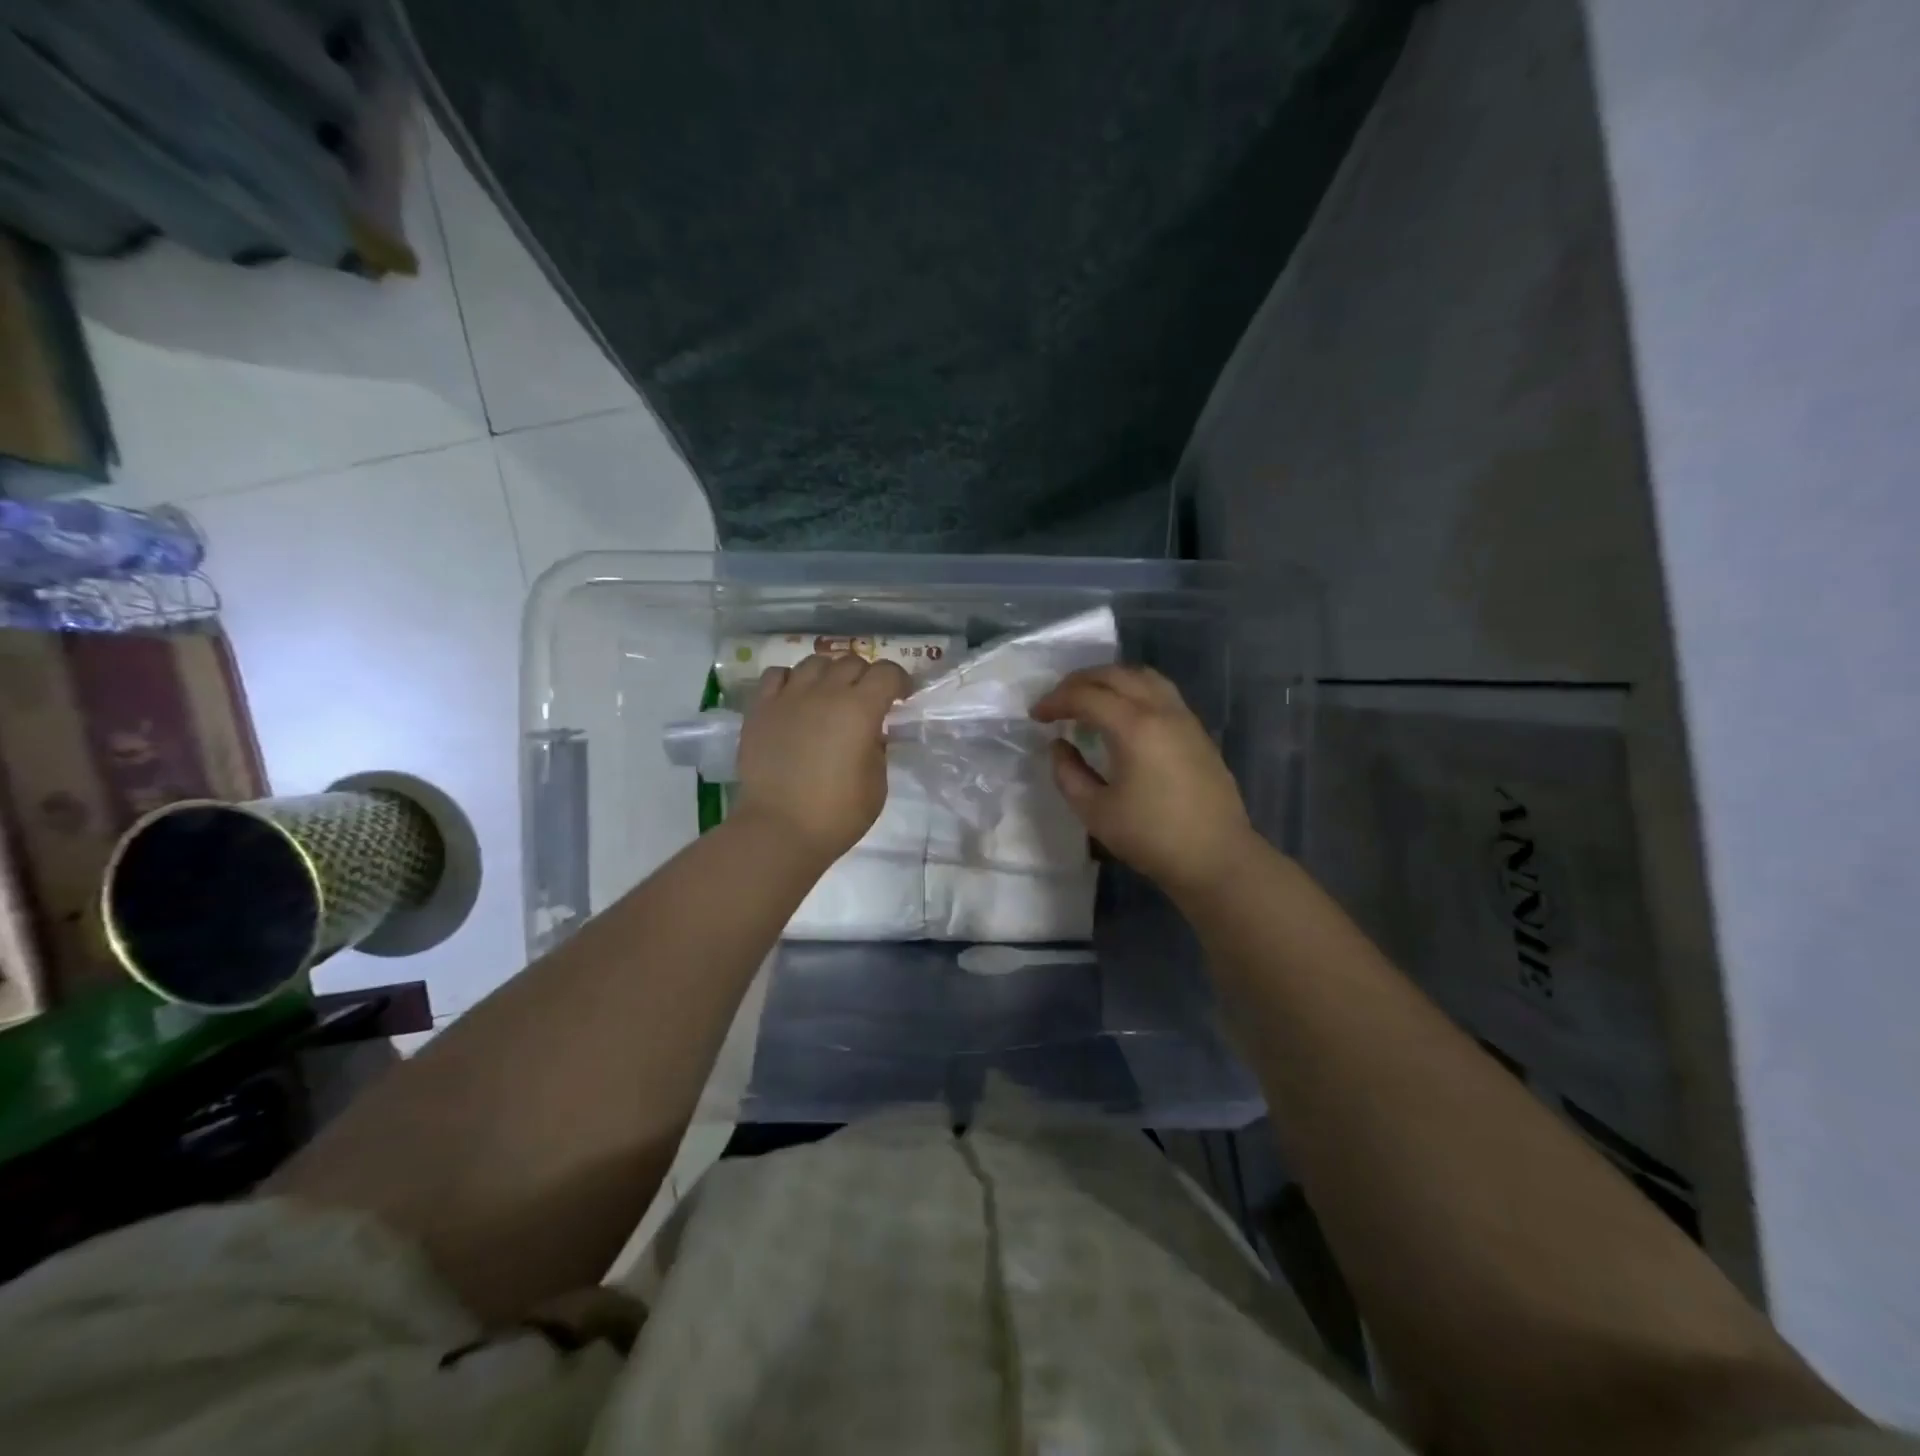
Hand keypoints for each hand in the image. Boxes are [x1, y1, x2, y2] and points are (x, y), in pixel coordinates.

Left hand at [732, 653, 911, 862]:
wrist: (779, 829)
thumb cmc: (838, 814)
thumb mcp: (878, 783)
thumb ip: (878, 747)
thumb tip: (871, 731)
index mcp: (860, 709)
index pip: (887, 673)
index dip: (899, 681)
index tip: (901, 699)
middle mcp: (825, 692)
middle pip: (852, 662)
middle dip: (866, 676)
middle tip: (867, 701)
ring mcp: (789, 697)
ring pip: (815, 662)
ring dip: (830, 674)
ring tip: (830, 695)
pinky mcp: (761, 708)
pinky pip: (778, 675)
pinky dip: (792, 680)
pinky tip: (796, 698)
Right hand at [1031, 665, 1255, 897]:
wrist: (1216, 857)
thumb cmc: (1152, 837)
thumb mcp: (1095, 812)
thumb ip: (1068, 774)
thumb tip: (1059, 746)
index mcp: (1134, 727)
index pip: (1086, 696)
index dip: (1055, 701)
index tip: (1035, 716)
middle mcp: (1161, 710)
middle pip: (1115, 675)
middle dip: (1079, 682)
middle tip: (1056, 702)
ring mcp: (1184, 717)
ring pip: (1142, 676)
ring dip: (1109, 680)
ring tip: (1089, 699)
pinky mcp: (1197, 731)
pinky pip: (1160, 692)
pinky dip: (1132, 690)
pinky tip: (1122, 715)